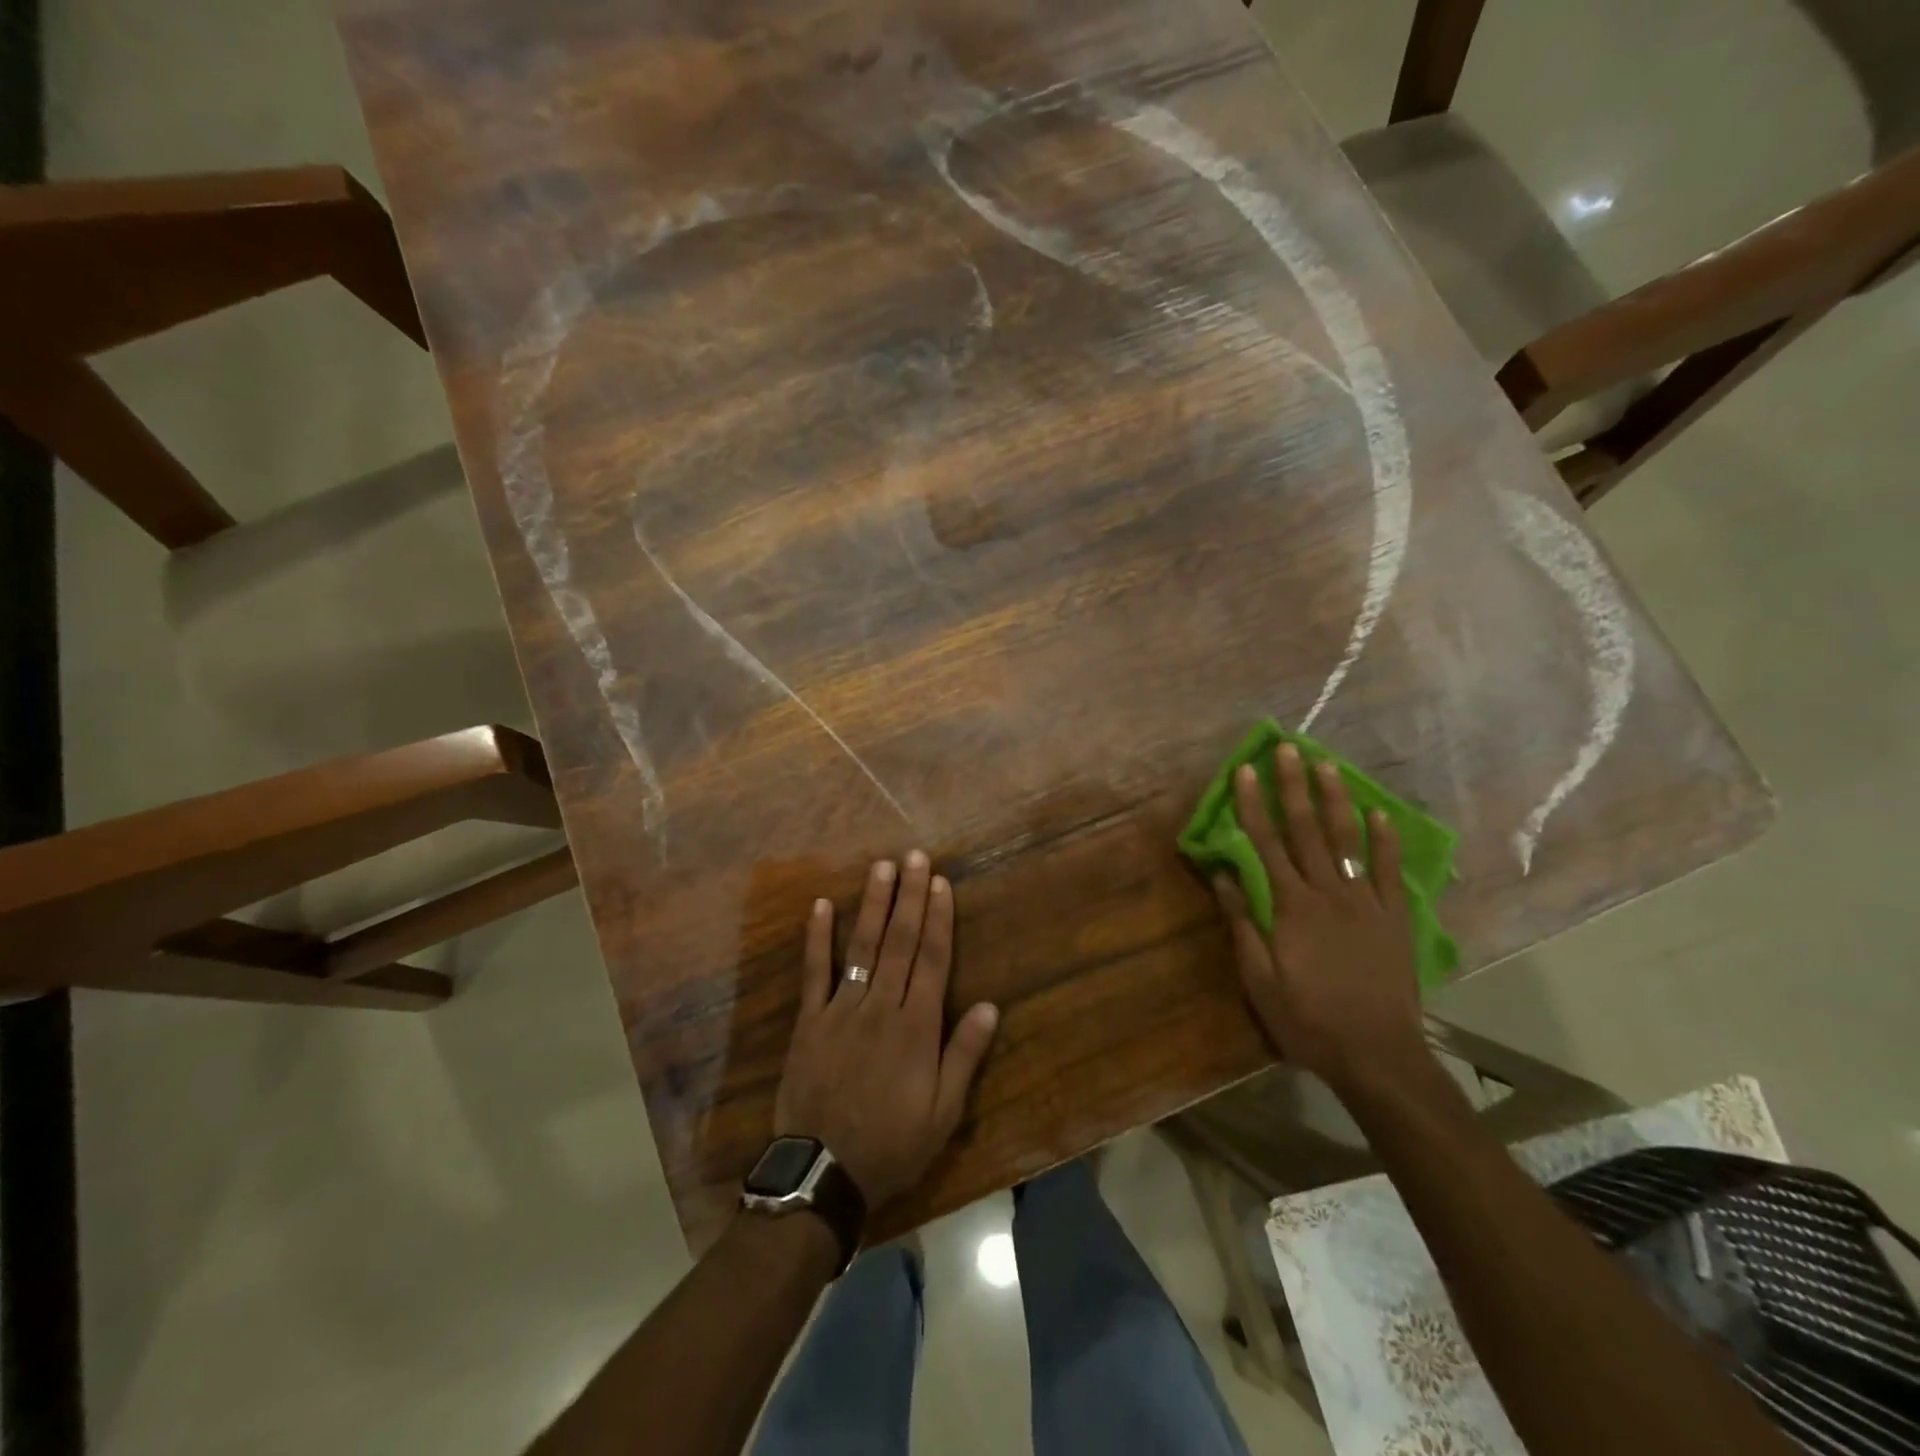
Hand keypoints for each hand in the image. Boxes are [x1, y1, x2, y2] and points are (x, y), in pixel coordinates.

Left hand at [774, 851, 999, 1208]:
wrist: (823, 1174)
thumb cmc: (892, 1144)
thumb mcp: (942, 1114)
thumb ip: (963, 1056)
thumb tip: (989, 1006)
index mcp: (916, 1027)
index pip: (933, 960)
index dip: (938, 918)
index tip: (940, 882)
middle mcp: (881, 1006)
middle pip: (900, 942)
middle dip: (909, 897)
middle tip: (913, 856)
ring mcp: (841, 1009)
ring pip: (861, 947)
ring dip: (873, 905)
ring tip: (881, 868)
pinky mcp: (810, 1021)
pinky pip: (814, 972)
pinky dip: (818, 937)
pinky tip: (822, 905)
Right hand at [1212, 743, 1429, 1094]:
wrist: (1377, 1055)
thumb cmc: (1307, 1019)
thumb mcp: (1259, 979)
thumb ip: (1241, 922)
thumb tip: (1223, 873)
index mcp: (1291, 906)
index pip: (1266, 844)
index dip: (1252, 805)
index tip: (1243, 771)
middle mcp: (1328, 893)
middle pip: (1306, 830)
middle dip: (1293, 787)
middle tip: (1287, 749)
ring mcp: (1365, 903)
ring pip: (1348, 840)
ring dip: (1335, 800)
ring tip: (1327, 766)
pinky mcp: (1394, 918)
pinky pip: (1388, 871)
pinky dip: (1384, 841)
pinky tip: (1379, 813)